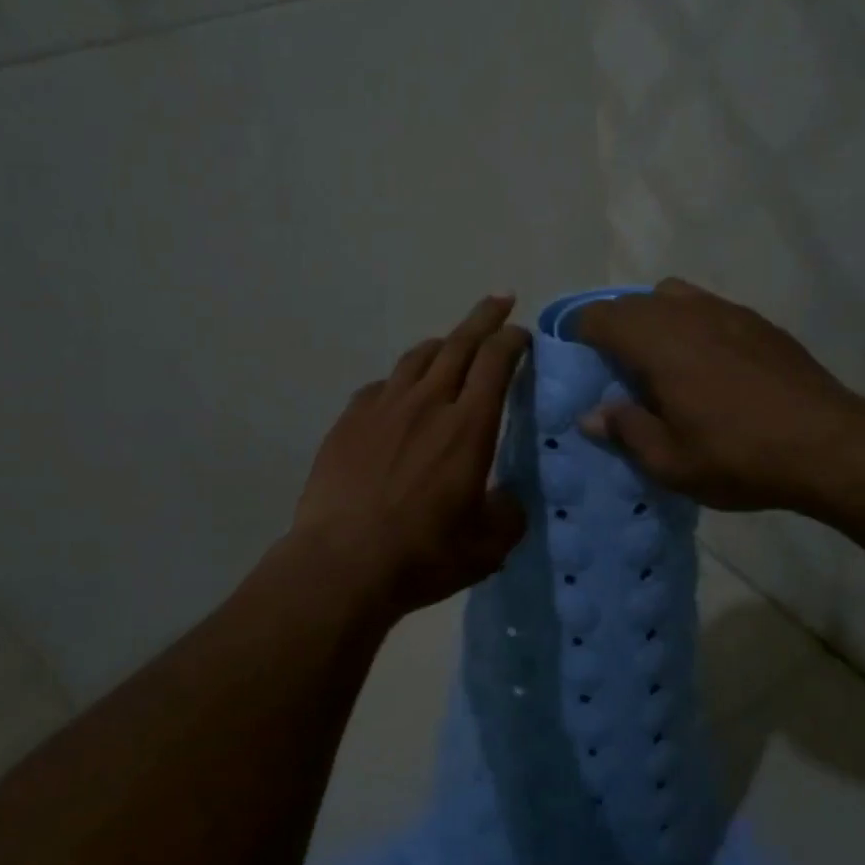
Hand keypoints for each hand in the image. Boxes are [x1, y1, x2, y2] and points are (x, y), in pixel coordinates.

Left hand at [292, 295, 530, 617]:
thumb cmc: (422, 555)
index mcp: (468, 427)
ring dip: (441, 344)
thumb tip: (508, 497)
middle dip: (484, 318)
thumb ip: (509, 514)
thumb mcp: (488, 547)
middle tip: (499, 300)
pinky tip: (400, 395)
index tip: (523, 333)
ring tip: (452, 343)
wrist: (340, 564)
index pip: (496, 362)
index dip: (513, 340)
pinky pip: (381, 385)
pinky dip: (400, 381)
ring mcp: (382, 407)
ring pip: (416, 357)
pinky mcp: (349, 421)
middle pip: (459, 344)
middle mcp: (427, 403)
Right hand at [572, 278, 864, 512]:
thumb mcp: (669, 461)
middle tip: (612, 369)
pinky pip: (708, 308)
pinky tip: (707, 364)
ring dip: (653, 319)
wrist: (829, 446)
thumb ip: (625, 430)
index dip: (578, 333)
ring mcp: (728, 312)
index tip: (574, 359)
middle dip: (613, 327)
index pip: (600, 316)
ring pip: (673, 296)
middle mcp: (688, 314)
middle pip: (634, 302)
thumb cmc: (738, 456)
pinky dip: (691, 324)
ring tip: (658, 361)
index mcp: (658, 343)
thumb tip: (592, 414)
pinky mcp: (759, 322)